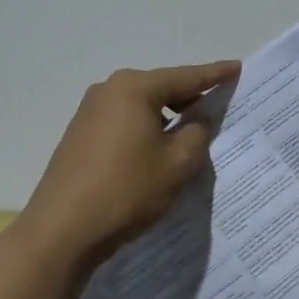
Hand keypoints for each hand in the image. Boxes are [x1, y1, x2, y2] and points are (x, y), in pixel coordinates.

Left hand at [17, 60, 240, 264]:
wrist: (61, 231)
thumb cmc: (126, 190)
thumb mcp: (177, 164)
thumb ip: (197, 134)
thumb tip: (196, 122)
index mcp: (135, 88)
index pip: (186, 77)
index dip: (215, 74)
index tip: (237, 67)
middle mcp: (109, 90)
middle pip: (162, 88)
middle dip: (190, 97)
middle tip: (218, 104)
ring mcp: (90, 111)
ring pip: (142, 106)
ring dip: (167, 116)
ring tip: (191, 130)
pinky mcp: (80, 134)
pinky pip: (124, 121)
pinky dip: (146, 128)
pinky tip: (157, 148)